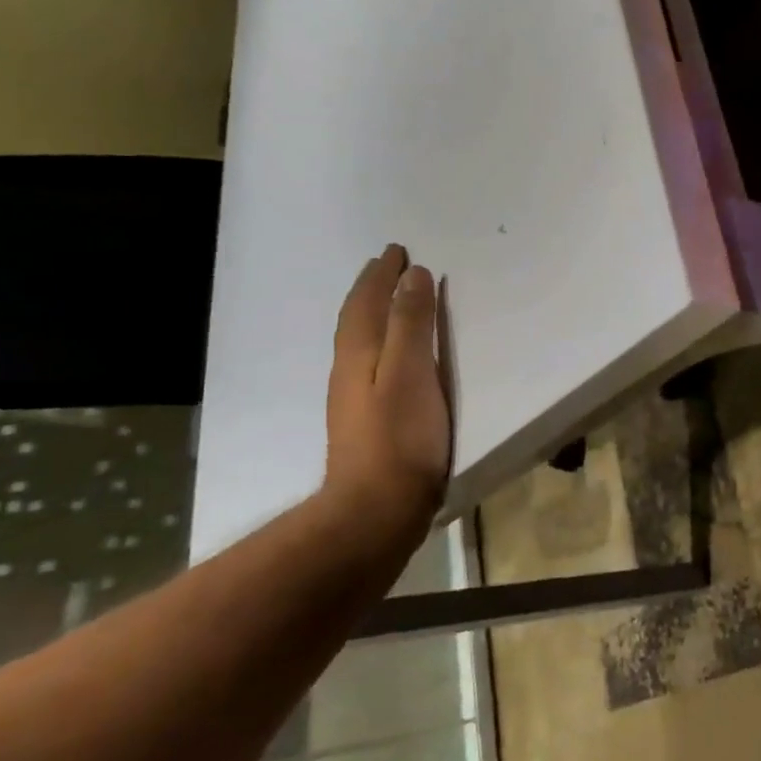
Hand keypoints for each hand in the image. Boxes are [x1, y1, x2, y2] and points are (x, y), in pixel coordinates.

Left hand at [322, 245, 450, 529]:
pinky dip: (379, 341)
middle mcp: (349, 370)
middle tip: (387, 265)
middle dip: (371, 288)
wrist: (375, 511)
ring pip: (359, 340)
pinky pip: (368, 361)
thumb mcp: (410, 373)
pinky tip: (389, 354)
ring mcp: (352, 398)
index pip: (368, 302)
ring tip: (388, 299)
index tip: (397, 250)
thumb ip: (410, 324)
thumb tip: (411, 276)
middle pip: (357, 318)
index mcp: (360, 354)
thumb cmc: (400, 439)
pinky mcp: (365, 420)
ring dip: (372, 312)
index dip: (382, 274)